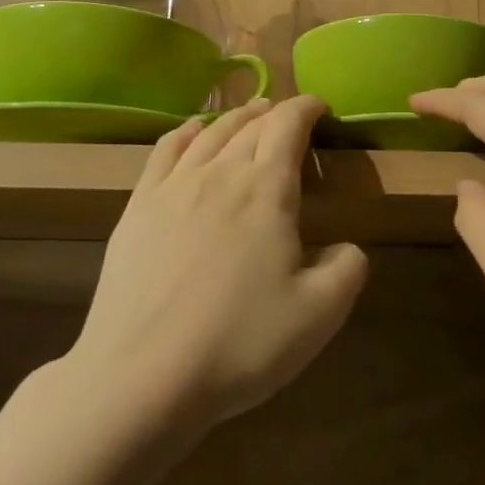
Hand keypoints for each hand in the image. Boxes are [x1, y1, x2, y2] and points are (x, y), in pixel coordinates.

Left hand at [77, 96, 367, 428]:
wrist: (141, 378)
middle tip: (290, 117)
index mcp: (267, 189)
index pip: (290, 125)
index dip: (308, 108)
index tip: (322, 107)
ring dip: (236, 117)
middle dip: (275, 113)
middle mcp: (220, 173)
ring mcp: (173, 188)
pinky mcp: (137, 208)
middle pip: (251, 124)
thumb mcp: (319, 314)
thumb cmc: (239, 343)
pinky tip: (192, 133)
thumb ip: (348, 269)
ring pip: (210, 132)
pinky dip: (186, 132)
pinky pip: (165, 150)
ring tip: (251, 115)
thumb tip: (347, 247)